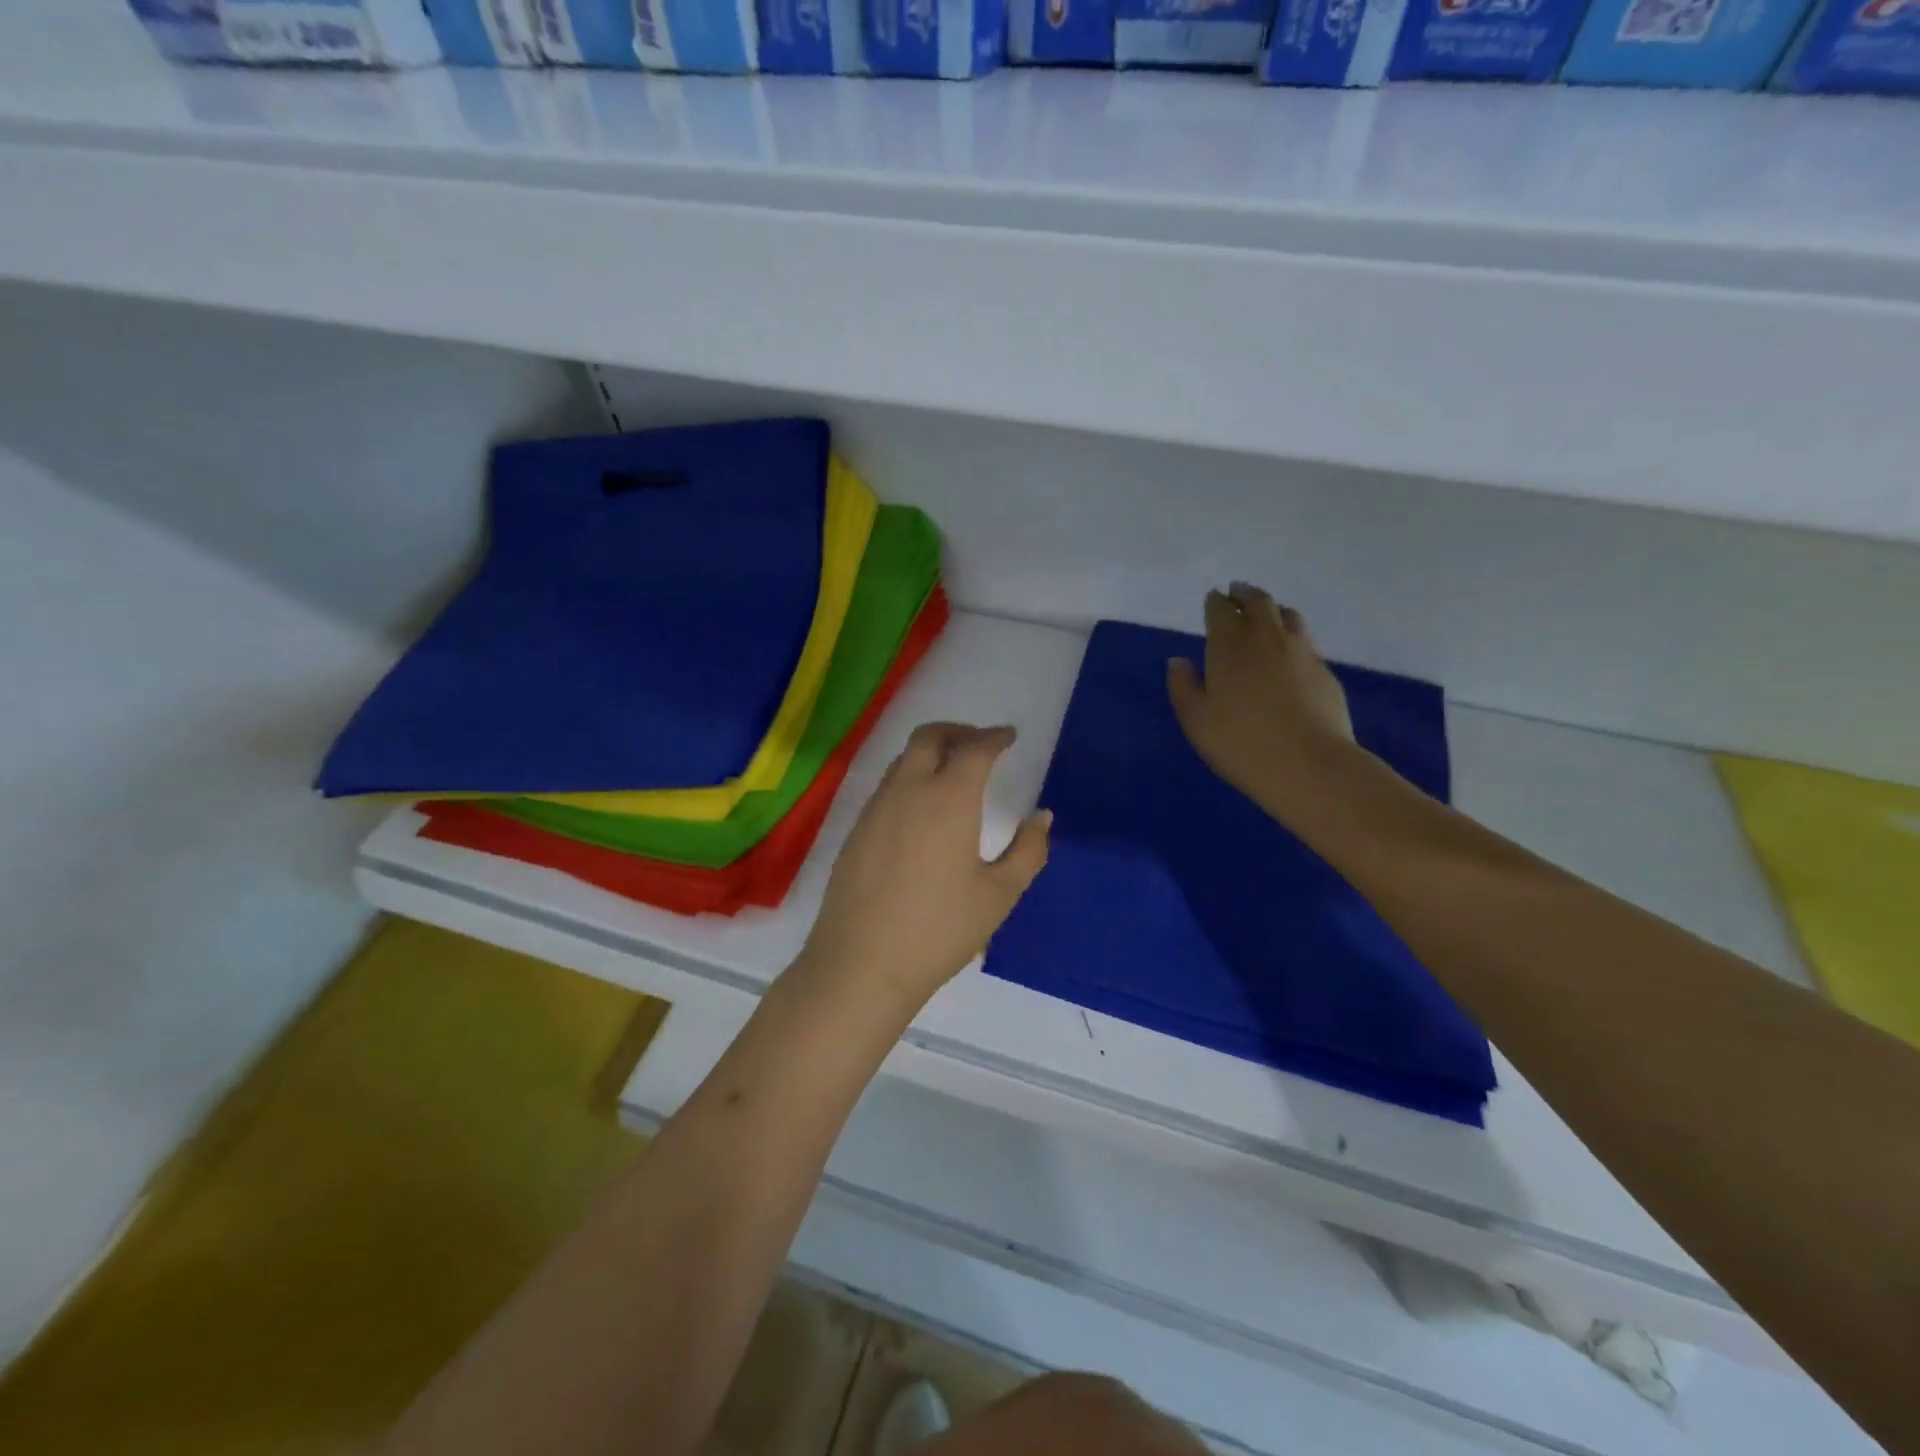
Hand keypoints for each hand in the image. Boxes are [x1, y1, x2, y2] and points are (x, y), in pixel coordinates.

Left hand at [799, 723, 1050, 1012]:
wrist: (862, 963)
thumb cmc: (940, 929)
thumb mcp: (999, 894)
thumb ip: (1028, 851)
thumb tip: (1042, 817)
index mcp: (949, 798)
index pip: (975, 749)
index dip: (995, 737)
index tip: (1009, 737)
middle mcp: (909, 790)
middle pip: (929, 736)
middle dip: (959, 731)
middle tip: (980, 745)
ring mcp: (876, 808)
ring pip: (904, 759)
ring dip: (931, 753)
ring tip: (952, 774)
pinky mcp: (856, 829)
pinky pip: (887, 786)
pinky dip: (910, 778)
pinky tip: (921, 810)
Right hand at [1167, 583, 1356, 817]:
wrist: (1310, 765)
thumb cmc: (1241, 743)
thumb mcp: (1196, 721)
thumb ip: (1183, 687)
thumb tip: (1178, 661)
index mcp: (1229, 646)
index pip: (1221, 610)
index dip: (1215, 602)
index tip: (1212, 598)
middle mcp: (1266, 638)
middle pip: (1258, 602)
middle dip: (1244, 594)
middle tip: (1237, 592)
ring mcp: (1301, 651)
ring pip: (1287, 615)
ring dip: (1272, 609)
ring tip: (1265, 613)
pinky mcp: (1324, 670)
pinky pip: (1305, 641)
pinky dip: (1291, 636)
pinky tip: (1287, 653)